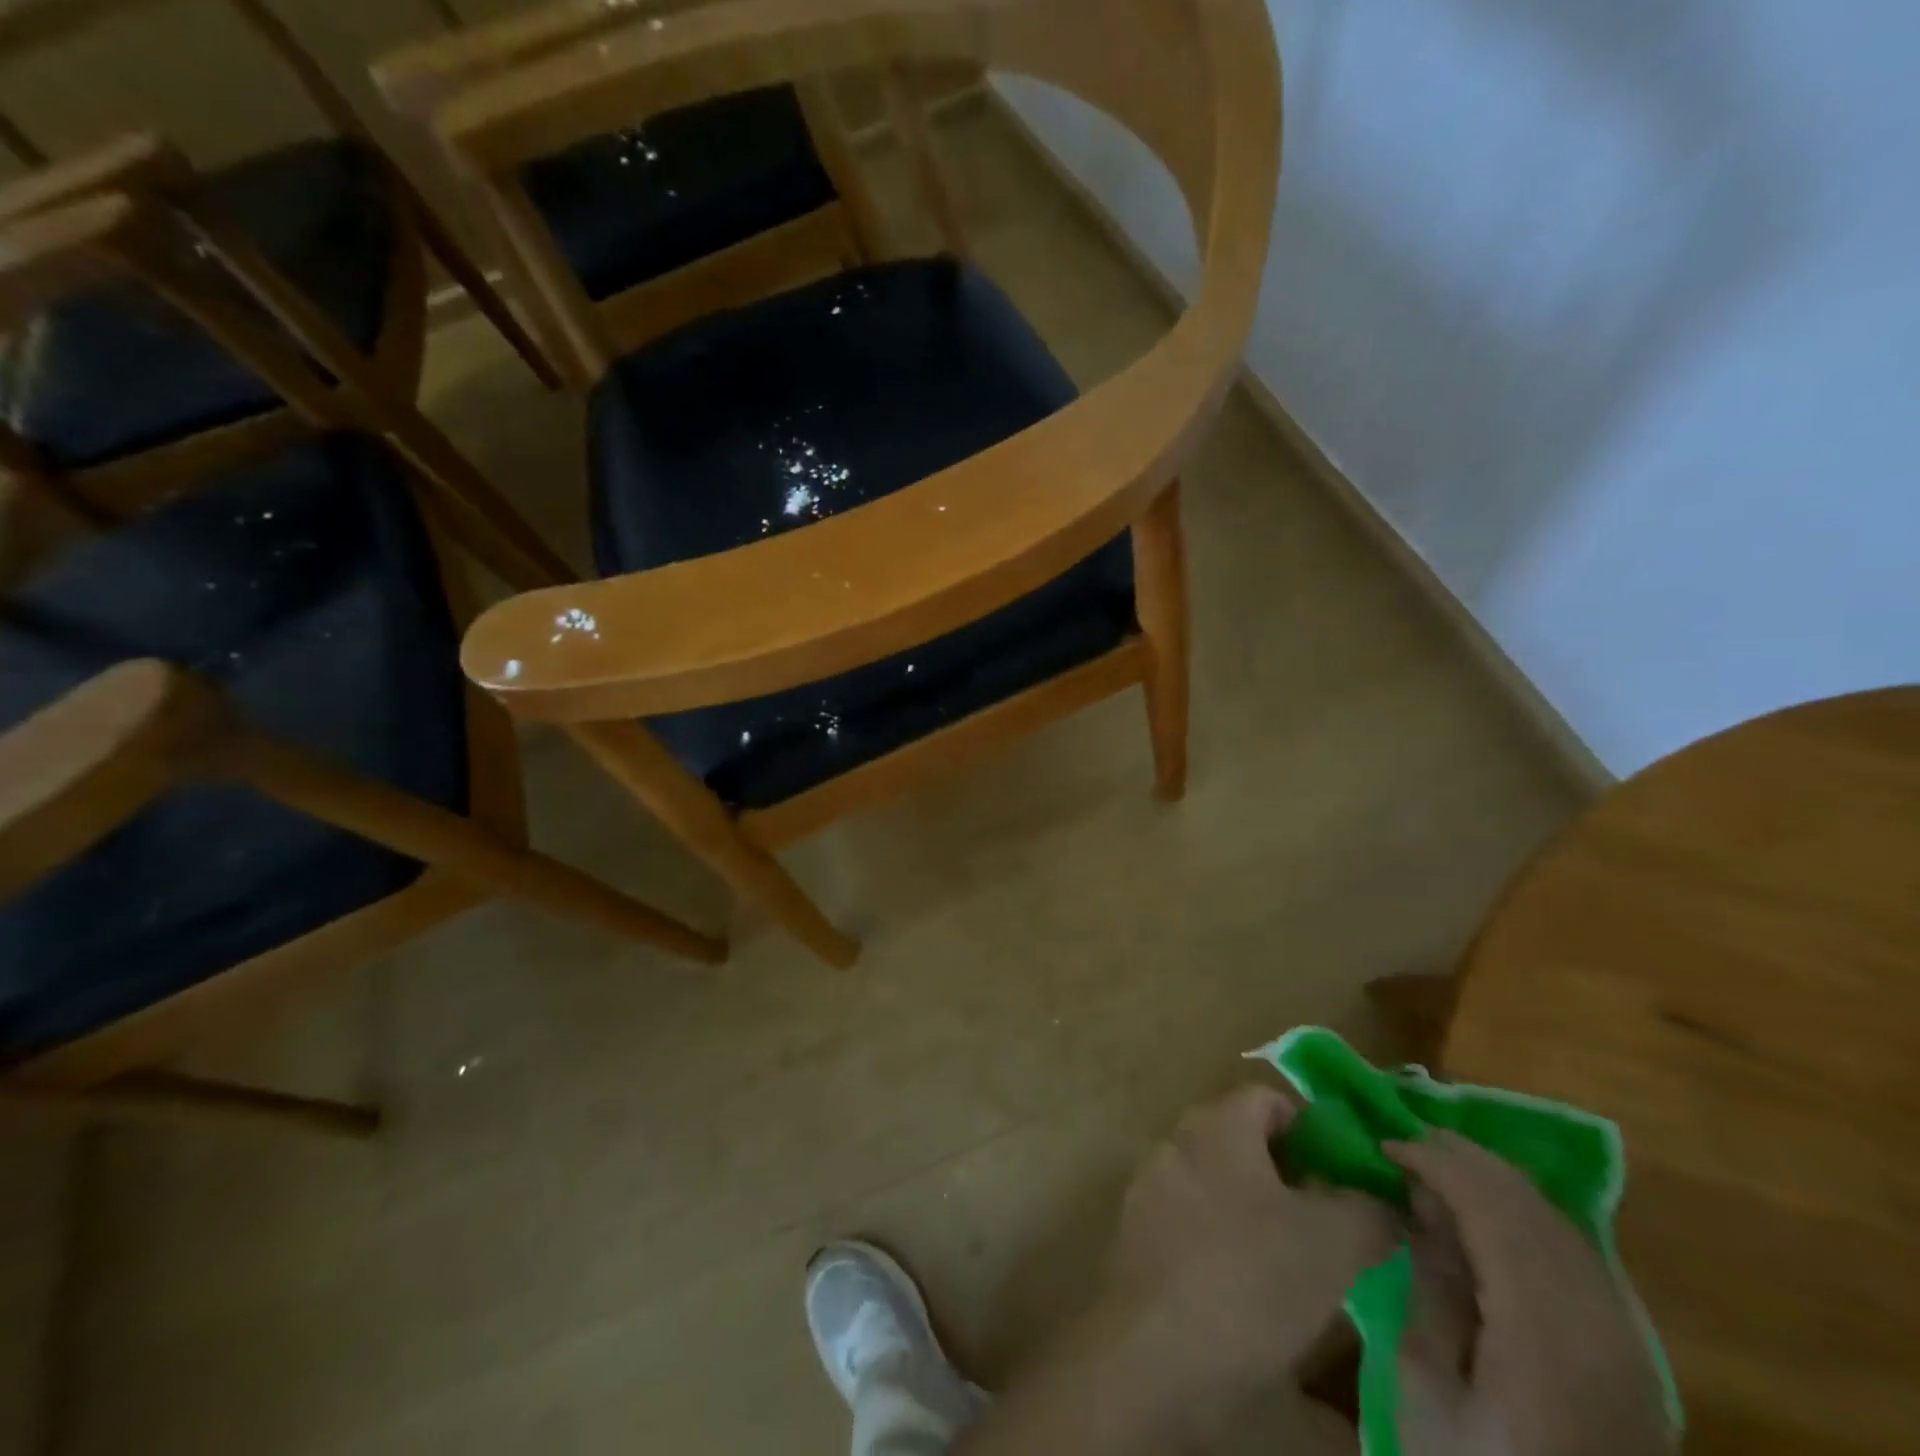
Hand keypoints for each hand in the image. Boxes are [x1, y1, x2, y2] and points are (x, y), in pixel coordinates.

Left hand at [1099, 1085, 1394, 1423]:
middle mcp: (1177, 1140)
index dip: (1312, 1130)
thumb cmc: (1250, 1278)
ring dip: (1253, 1208)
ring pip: (1215, 1181)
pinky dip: (1219, 1238)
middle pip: (1240, 1139)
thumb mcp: (1334, 1244)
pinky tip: (1244, 1287)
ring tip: (1292, 1262)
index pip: (1268, 1099)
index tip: (1345, 1177)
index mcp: (1218, 1124)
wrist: (1156, 1349)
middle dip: (1287, 1174)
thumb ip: (1368, 1210)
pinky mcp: (1136, 1231)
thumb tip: (1382, 1199)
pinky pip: (1189, 1218)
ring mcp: (1150, 1184)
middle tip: (1328, 1223)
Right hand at [1388, 1132, 1673, 1455]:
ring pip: (1558, 1222)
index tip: (1385, 1145)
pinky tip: (1490, 1213)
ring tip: (1440, 1165)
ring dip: (1497, 1182)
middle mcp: (1596, 1322)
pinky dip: (1527, 1215)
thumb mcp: (1428, 1392)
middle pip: (1531, 1207)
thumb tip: (1421, 1207)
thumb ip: (1430, 1290)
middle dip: (1465, 1160)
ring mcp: (1625, 1338)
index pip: (1492, 1209)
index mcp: (1542, 1333)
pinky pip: (1576, 1251)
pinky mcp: (1632, 1353)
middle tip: (1407, 1141)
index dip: (1436, 1163)